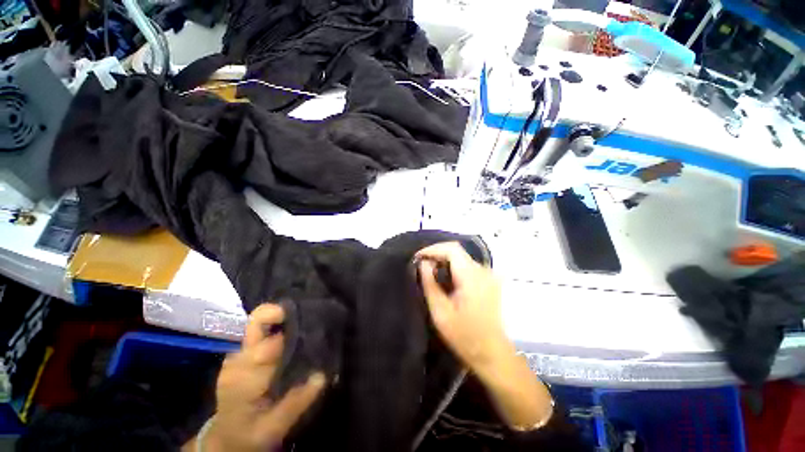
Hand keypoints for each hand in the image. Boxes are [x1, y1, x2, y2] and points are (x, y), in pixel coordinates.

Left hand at [196, 304, 325, 451]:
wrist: (225, 437)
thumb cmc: (248, 434)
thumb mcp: (273, 428)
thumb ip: (296, 403)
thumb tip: (321, 376)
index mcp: (244, 379)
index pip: (266, 347)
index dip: (289, 334)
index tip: (311, 329)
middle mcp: (238, 360)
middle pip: (255, 323)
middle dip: (280, 313)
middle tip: (306, 313)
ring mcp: (237, 354)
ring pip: (257, 323)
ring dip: (280, 317)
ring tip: (304, 320)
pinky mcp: (241, 353)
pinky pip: (259, 330)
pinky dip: (276, 324)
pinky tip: (293, 330)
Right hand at [416, 242, 511, 372]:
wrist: (492, 353)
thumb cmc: (464, 335)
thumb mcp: (440, 312)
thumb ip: (430, 284)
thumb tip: (423, 263)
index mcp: (471, 276)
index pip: (452, 249)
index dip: (433, 249)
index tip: (418, 258)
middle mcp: (483, 270)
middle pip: (457, 252)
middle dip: (437, 255)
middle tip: (421, 266)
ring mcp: (488, 275)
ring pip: (462, 258)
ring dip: (444, 261)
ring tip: (430, 272)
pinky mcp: (489, 281)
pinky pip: (467, 266)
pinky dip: (453, 268)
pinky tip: (445, 279)